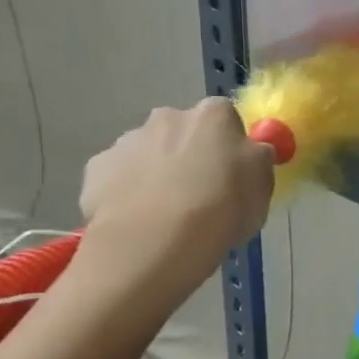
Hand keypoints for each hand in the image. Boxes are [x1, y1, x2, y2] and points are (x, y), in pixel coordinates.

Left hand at [78, 99, 274, 289]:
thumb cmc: (222, 207)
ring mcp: (126, 142)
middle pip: (182, 132)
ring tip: (165, 214)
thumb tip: (250, 153)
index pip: (226, 118)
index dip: (230, 145)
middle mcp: (167, 117)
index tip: (233, 172)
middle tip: (199, 193)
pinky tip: (138, 220)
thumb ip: (256, 160)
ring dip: (157, 172)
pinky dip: (127, 192)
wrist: (154, 242)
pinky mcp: (95, 170)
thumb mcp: (262, 184)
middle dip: (189, 154)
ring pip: (148, 153)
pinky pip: (118, 177)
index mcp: (213, 115)